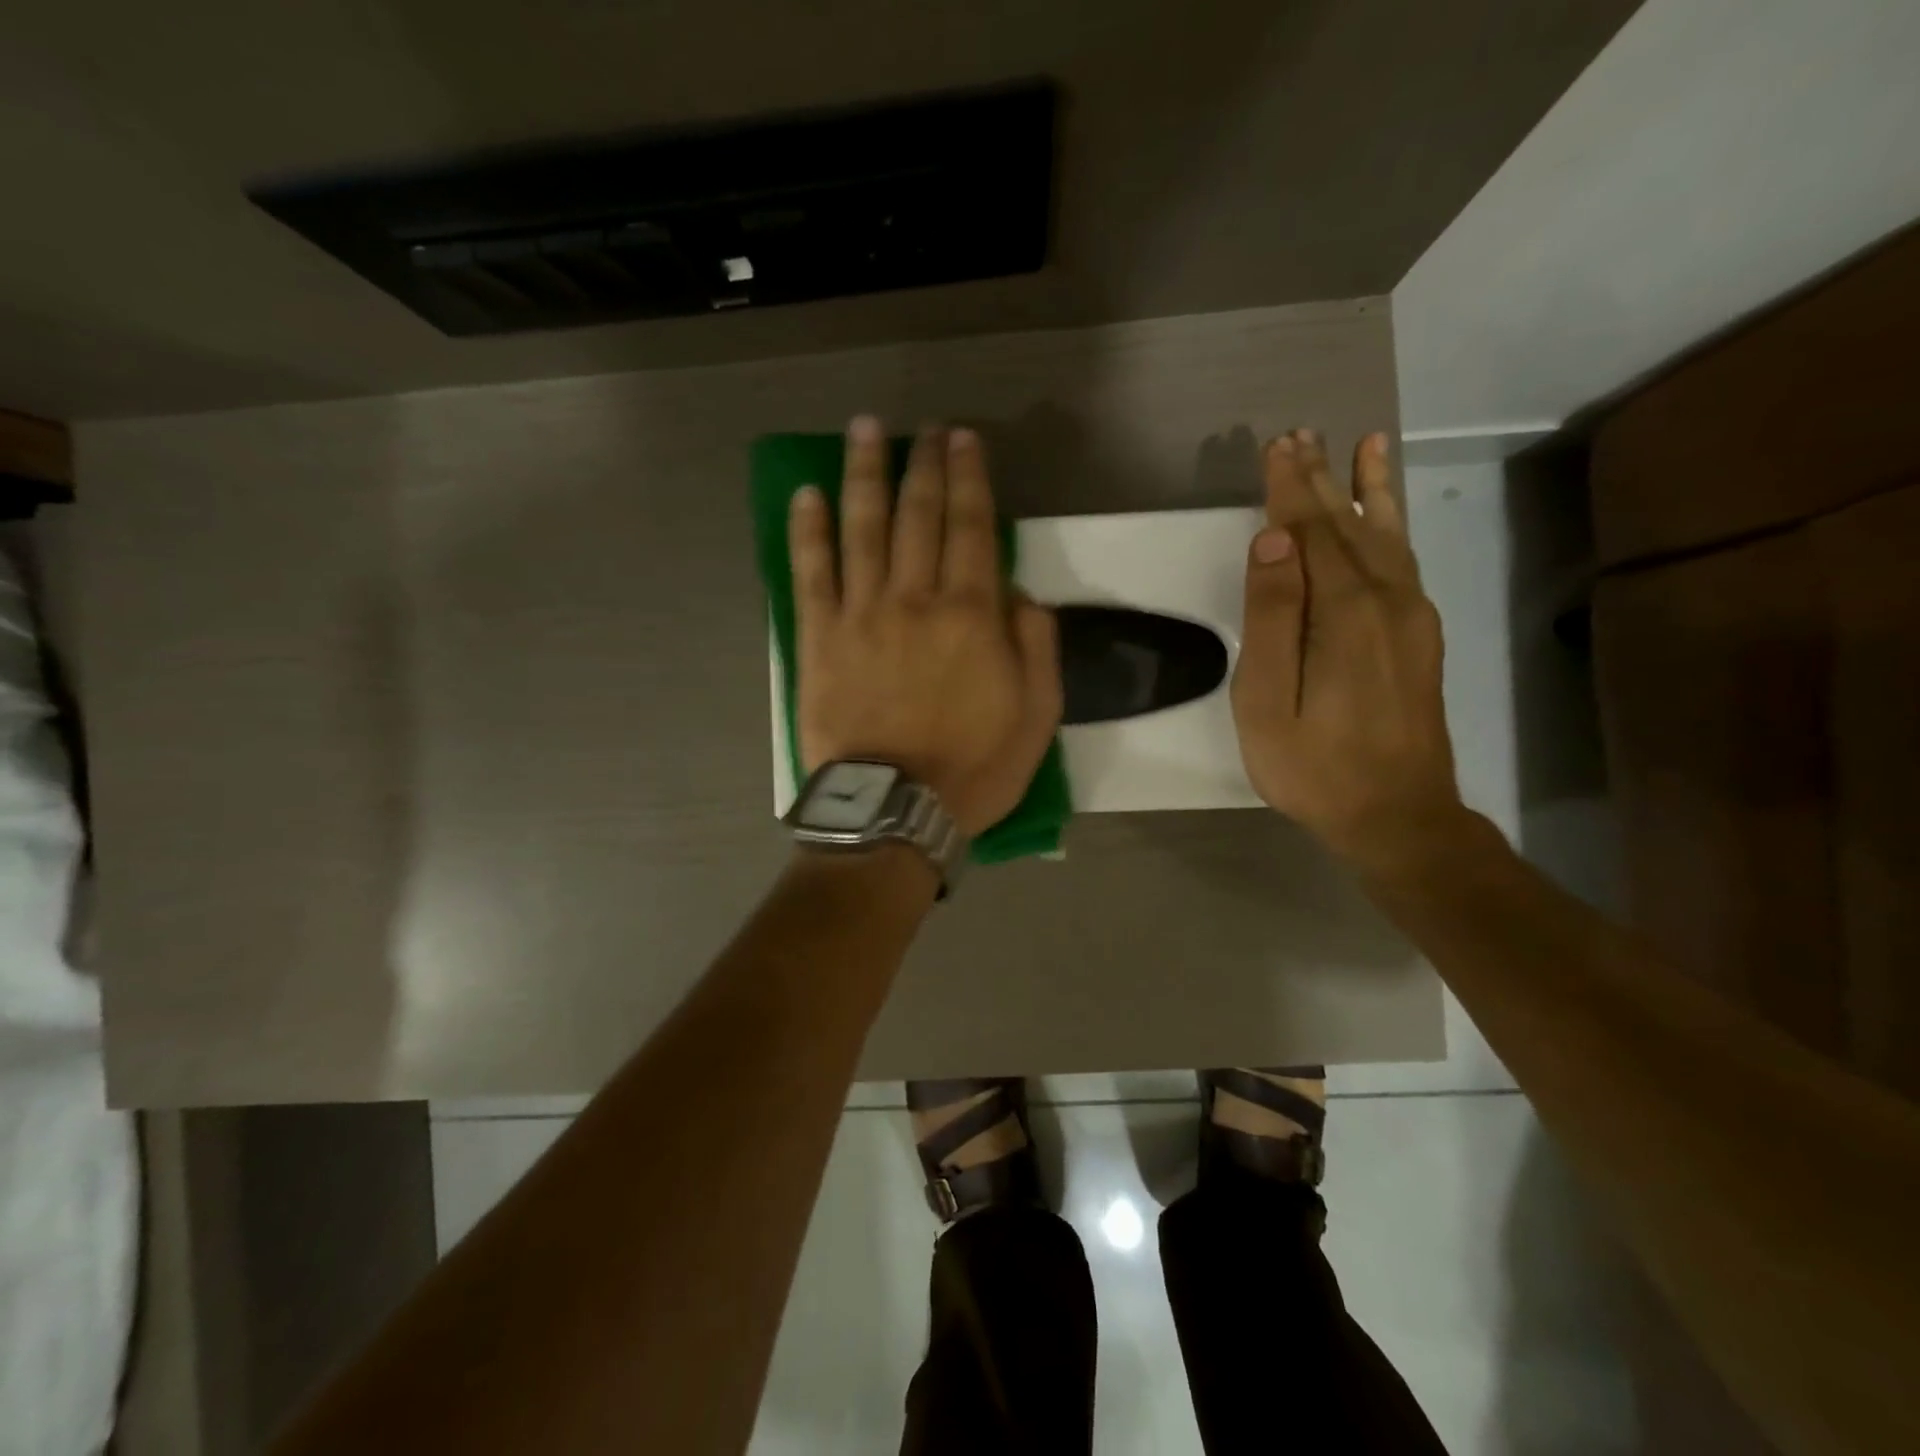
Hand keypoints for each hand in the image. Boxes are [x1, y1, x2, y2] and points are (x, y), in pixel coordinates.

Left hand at [791, 417, 1062, 837]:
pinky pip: (811, 572)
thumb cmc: (972, 768)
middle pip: (918, 514)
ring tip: (865, 430)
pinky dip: (809, 530)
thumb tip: (1020, 595)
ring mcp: (861, 614)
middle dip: (924, 463)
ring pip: (862, 527)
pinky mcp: (819, 638)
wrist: (894, 811)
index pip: (972, 526)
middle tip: (925, 428)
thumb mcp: (1037, 716)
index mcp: (970, 614)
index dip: (970, 477)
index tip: (965, 440)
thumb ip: (1036, 647)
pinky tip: (808, 496)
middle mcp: (915, 598)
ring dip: (865, 473)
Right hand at [1231, 428, 1461, 871]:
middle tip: (1301, 436)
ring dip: (1367, 491)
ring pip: (1386, 536)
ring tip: (1366, 446)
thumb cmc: (1314, 766)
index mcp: (1344, 612)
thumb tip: (1272, 541)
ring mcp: (1413, 616)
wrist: (1399, 816)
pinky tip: (1384, 516)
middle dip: (1321, 480)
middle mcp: (1388, 599)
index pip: (1311, 531)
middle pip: (1349, 525)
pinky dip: (1391, 526)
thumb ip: (1270, 617)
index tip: (1275, 447)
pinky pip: (1403, 561)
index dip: (1290, 489)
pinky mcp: (1420, 635)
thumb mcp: (1267, 701)